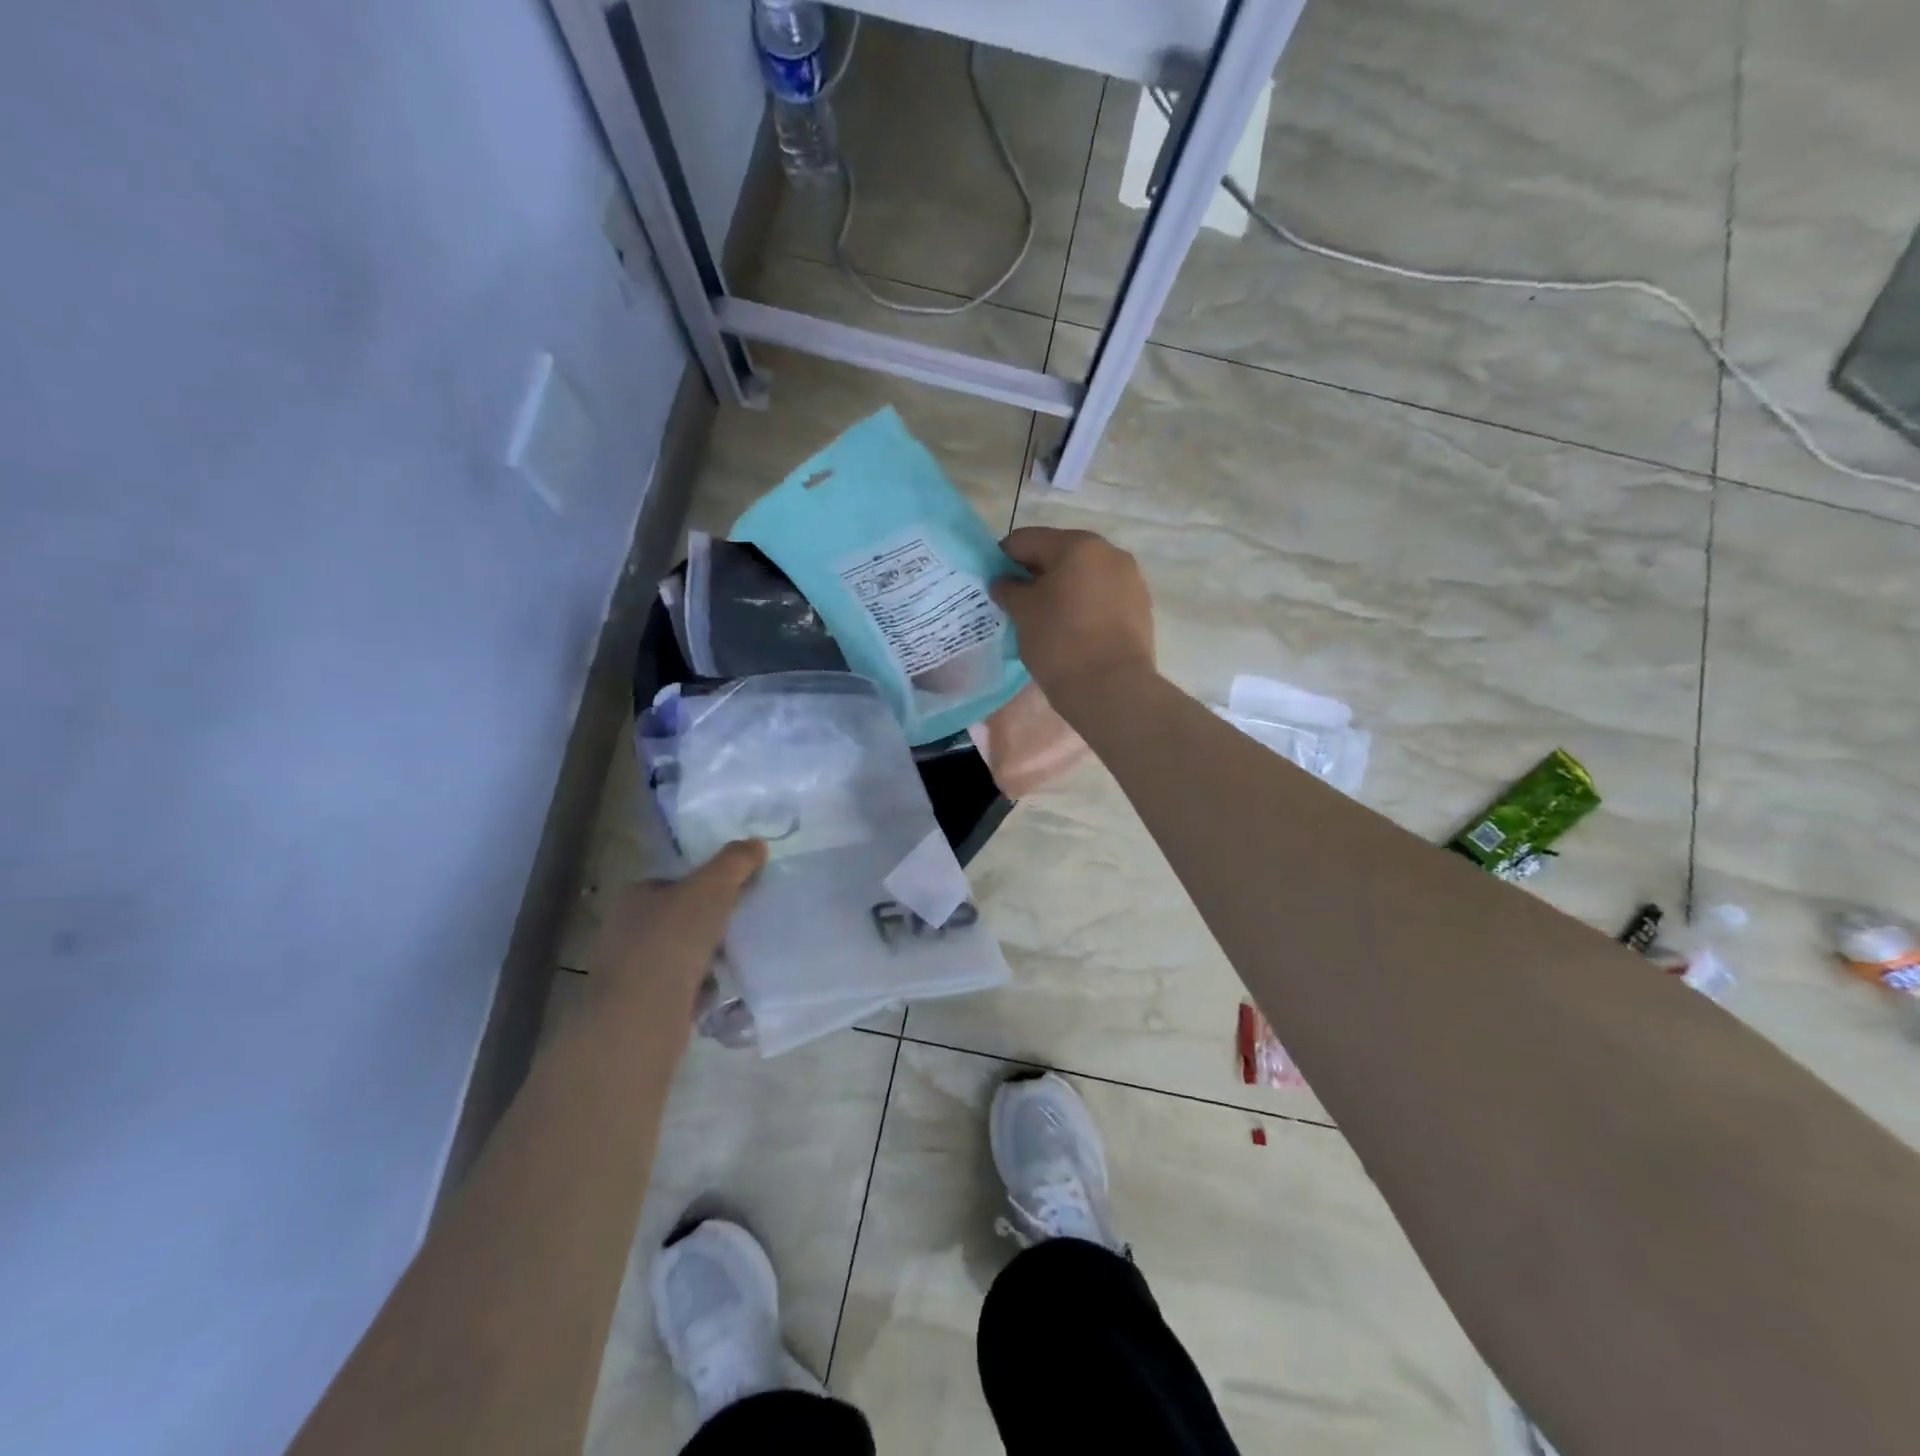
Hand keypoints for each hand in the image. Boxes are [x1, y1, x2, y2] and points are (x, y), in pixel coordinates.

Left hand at [583, 840, 766, 1022]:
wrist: (642, 1019)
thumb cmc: (673, 942)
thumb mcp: (711, 889)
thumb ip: (735, 862)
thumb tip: (757, 844)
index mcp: (636, 896)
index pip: (675, 880)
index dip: (707, 882)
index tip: (739, 890)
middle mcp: (627, 930)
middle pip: (681, 917)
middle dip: (711, 921)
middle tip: (743, 922)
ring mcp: (632, 970)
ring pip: (682, 953)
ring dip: (709, 956)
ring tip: (736, 957)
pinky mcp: (643, 1005)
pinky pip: (682, 988)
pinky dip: (701, 988)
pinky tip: (719, 990)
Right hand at [991, 527, 1155, 703]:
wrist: (1112, 689)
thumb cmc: (1060, 642)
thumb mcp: (1023, 613)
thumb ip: (1009, 589)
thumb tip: (1004, 582)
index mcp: (1078, 545)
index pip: (1027, 540)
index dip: (1003, 558)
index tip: (993, 583)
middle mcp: (1110, 552)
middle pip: (1060, 554)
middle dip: (1036, 574)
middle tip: (1017, 602)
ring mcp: (1131, 580)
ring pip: (1084, 576)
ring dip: (1062, 589)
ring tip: (1045, 620)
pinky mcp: (1140, 608)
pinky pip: (1103, 597)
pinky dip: (1084, 605)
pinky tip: (1072, 631)